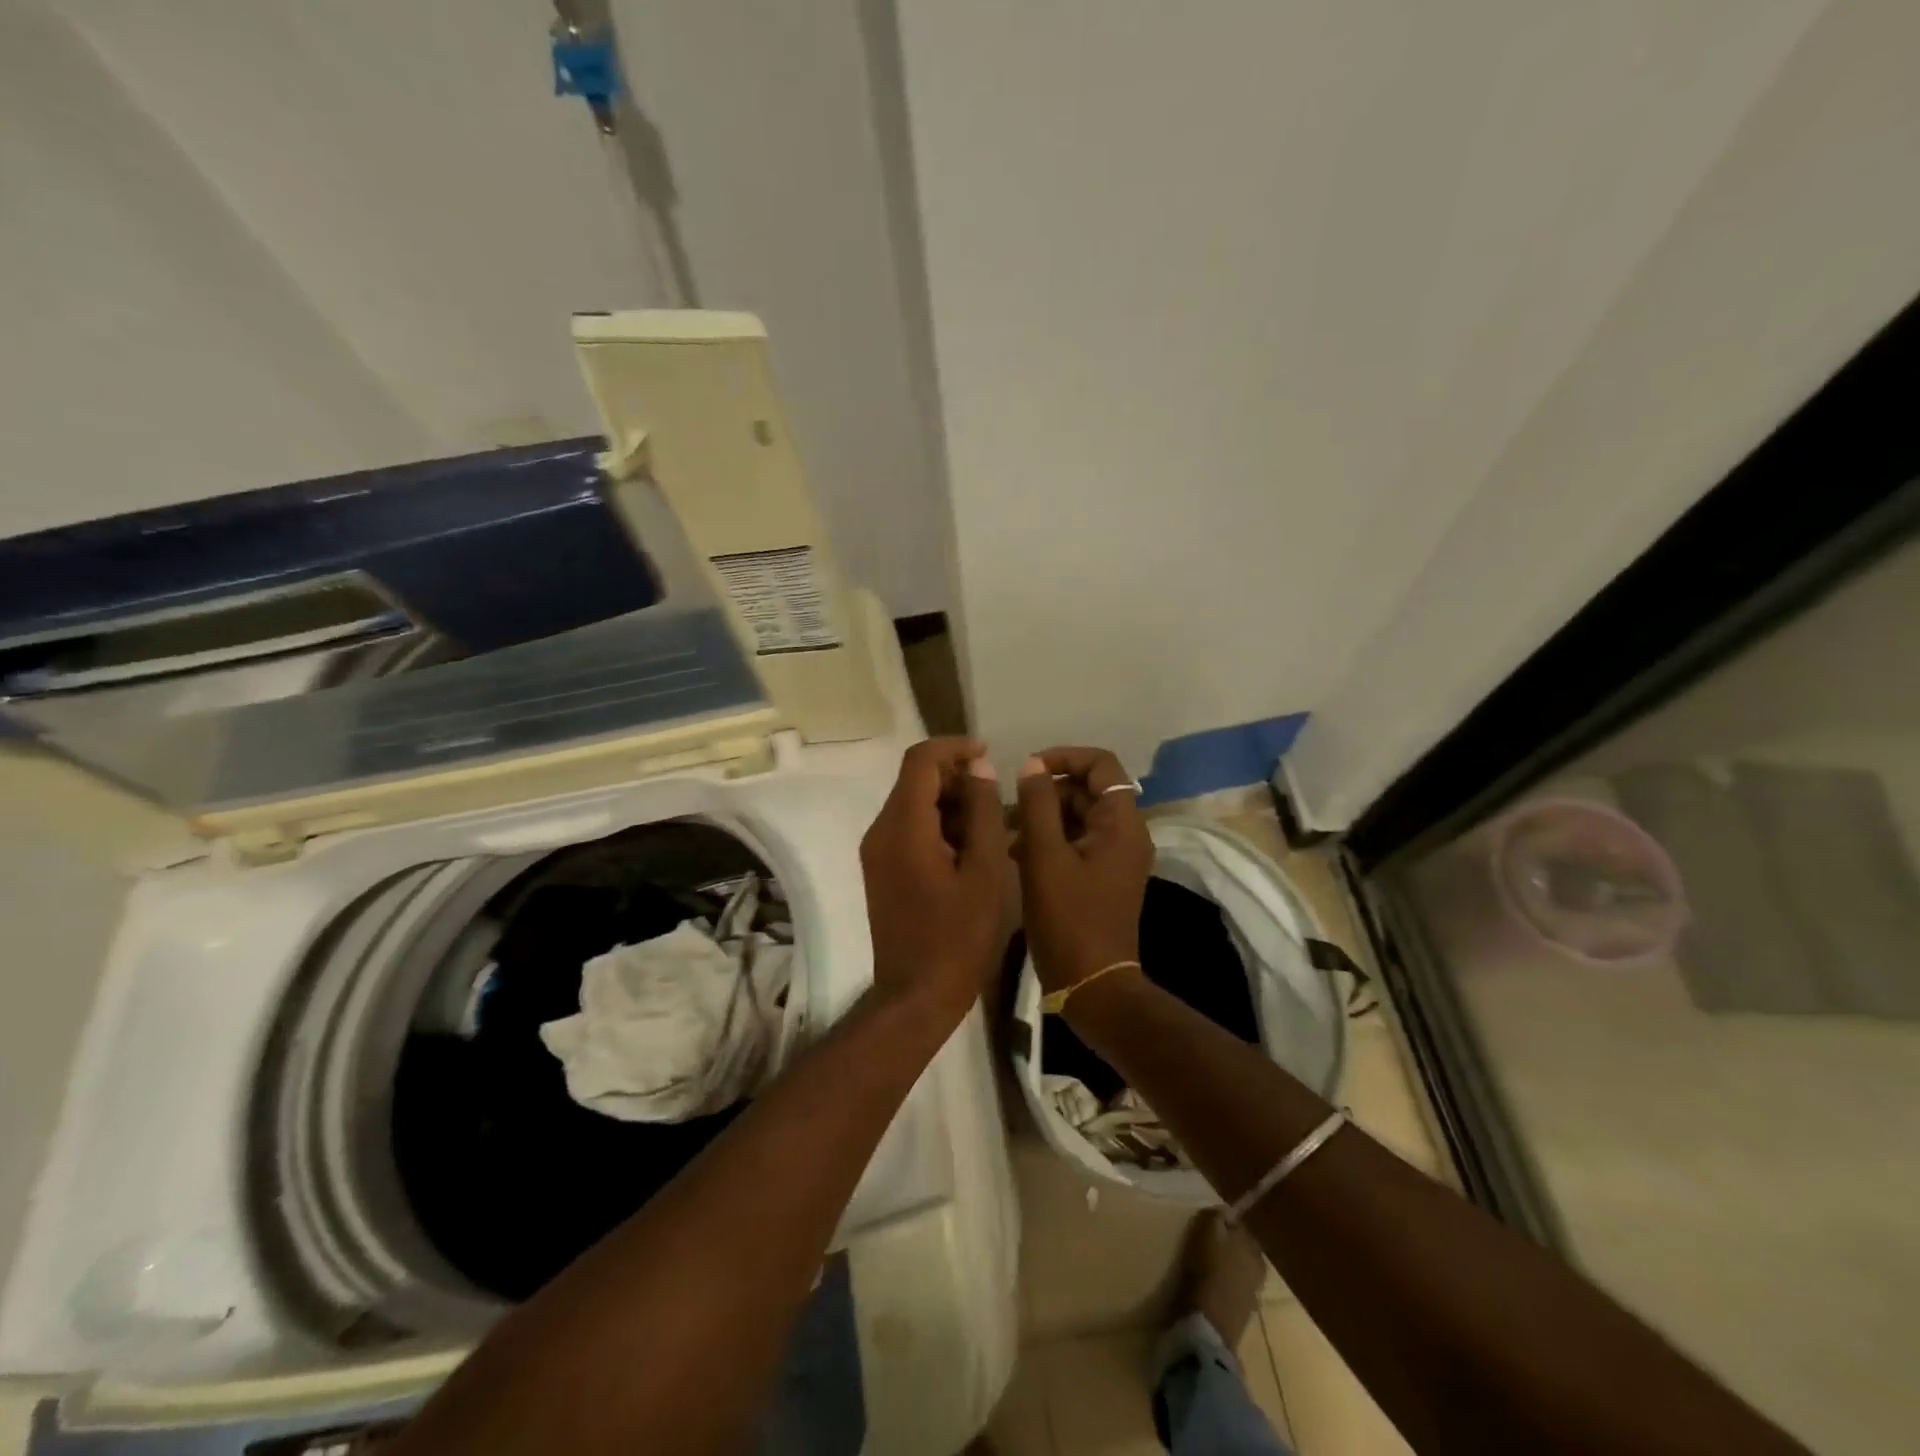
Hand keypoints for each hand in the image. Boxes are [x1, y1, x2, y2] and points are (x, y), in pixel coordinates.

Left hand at [859, 737, 1010, 1025]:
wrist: (916, 995)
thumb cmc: (958, 936)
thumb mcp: (985, 871)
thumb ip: (984, 813)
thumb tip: (980, 770)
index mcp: (903, 827)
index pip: (920, 760)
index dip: (954, 748)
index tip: (988, 754)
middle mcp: (881, 831)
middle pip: (915, 781)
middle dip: (957, 778)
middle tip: (998, 796)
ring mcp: (877, 852)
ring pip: (913, 805)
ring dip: (951, 803)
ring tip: (994, 823)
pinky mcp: (882, 870)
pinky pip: (909, 830)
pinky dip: (939, 826)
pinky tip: (972, 846)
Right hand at [1014, 747, 1153, 993]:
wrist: (1092, 985)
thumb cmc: (1068, 918)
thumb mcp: (1044, 857)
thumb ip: (1037, 805)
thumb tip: (1032, 765)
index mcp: (1121, 823)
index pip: (1101, 765)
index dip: (1064, 757)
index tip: (1028, 769)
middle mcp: (1126, 834)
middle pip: (1086, 791)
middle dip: (1046, 793)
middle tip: (1007, 810)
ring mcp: (1115, 857)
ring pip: (1078, 817)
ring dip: (1042, 817)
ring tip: (1005, 834)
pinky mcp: (1102, 877)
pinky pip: (1076, 842)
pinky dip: (1049, 840)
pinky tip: (1016, 854)